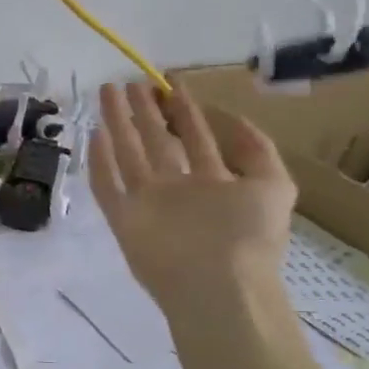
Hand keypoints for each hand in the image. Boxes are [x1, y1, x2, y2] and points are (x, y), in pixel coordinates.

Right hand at [90, 80, 296, 310]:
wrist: (218, 287)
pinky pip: (107, 187)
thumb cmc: (248, 237)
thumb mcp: (274, 186)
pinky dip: (99, 163)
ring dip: (118, 125)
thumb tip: (232, 118)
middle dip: (145, 112)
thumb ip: (257, 151)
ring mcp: (147, 205)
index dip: (183, 109)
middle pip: (156, 142)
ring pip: (128, 156)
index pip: (194, 137)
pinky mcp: (124, 220)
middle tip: (131, 82)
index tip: (170, 81)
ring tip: (107, 92)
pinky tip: (94, 135)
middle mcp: (177, 190)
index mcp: (212, 183)